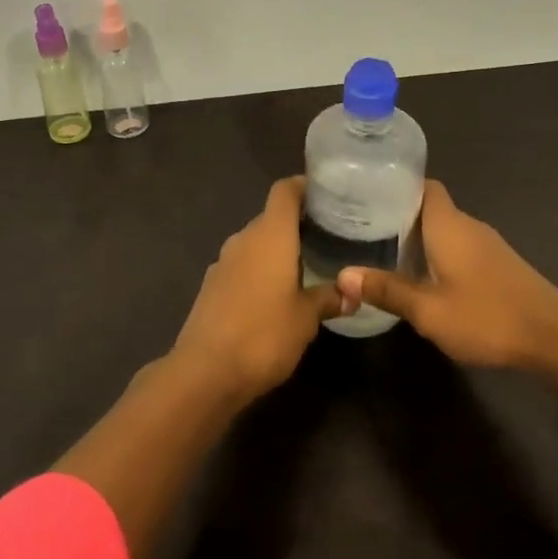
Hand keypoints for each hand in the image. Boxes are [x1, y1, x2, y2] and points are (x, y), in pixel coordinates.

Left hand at [172, 178, 341, 400]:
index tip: (328, 195)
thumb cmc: (263, 335)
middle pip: (271, 216)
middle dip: (298, 223)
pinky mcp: (212, 286)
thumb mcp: (306, 319)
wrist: (205, 372)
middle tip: (329, 236)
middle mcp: (243, 239)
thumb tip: (352, 291)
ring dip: (278, 250)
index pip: (285, 191)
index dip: (305, 186)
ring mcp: (223, 262)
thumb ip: (329, 298)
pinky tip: (277, 294)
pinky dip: (261, 270)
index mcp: (269, 235)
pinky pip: (243, 266)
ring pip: (256, 243)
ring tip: (308, 266)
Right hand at [337, 180, 557, 370]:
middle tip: (363, 228)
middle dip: (399, 214)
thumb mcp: (428, 311)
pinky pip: (459, 246)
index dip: (397, 185)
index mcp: (448, 224)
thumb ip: (387, 290)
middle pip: (430, 207)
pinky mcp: (499, 265)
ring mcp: (487, 245)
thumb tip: (343, 275)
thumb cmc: (487, 316)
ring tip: (385, 252)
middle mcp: (468, 225)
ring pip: (445, 229)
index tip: (368, 194)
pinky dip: (438, 253)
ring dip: (419, 237)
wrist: (555, 338)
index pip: (423, 185)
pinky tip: (424, 277)